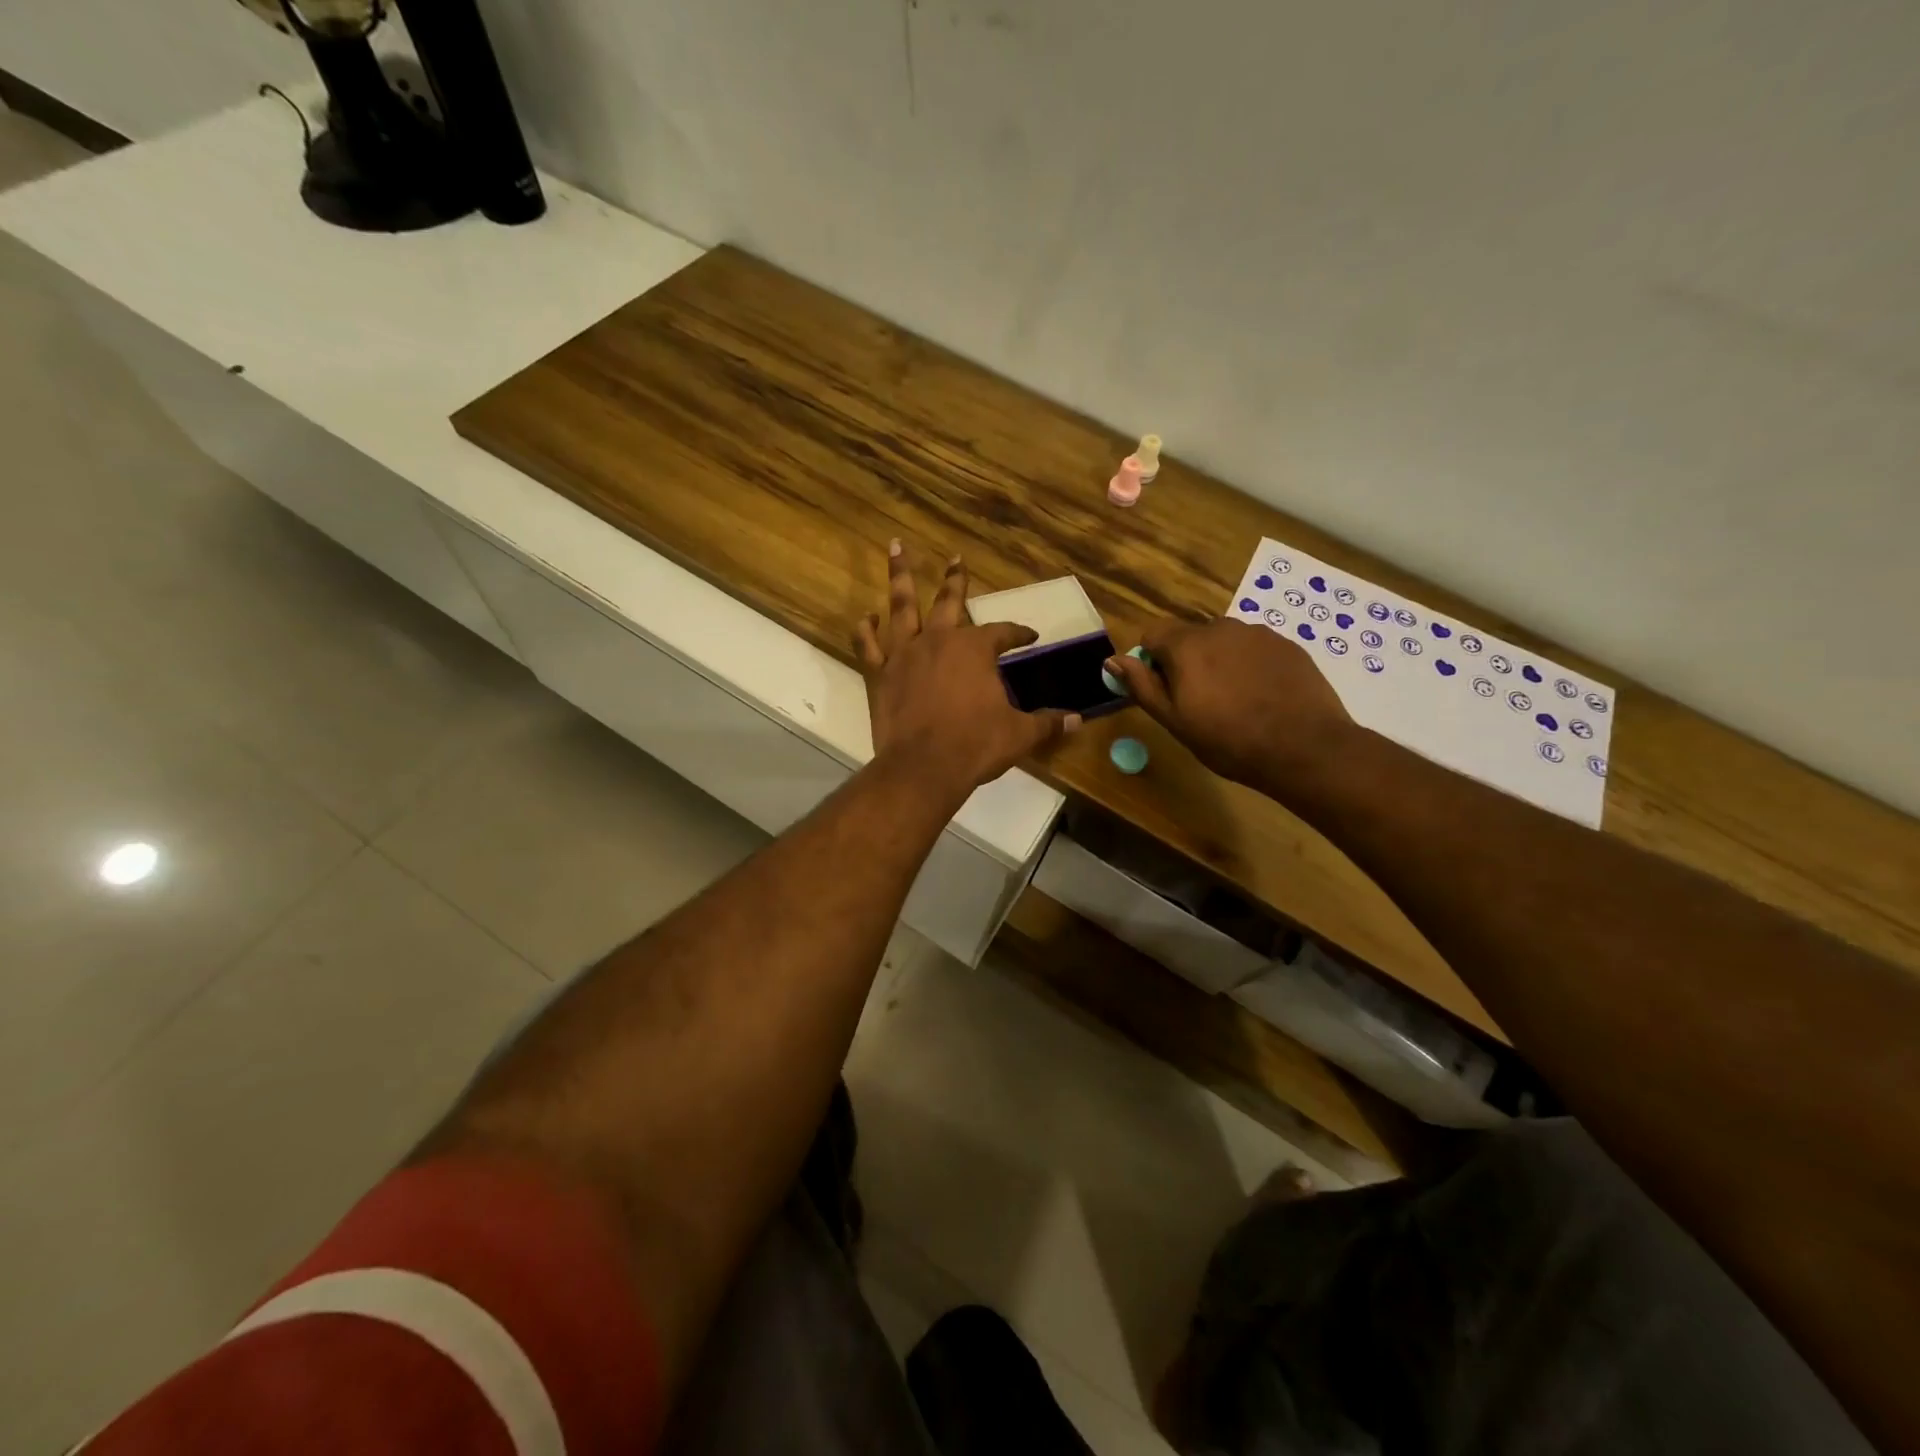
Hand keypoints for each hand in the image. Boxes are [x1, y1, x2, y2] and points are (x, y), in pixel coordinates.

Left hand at [856, 543, 1078, 795]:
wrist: (924, 767)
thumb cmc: (976, 745)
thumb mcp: (1020, 734)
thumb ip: (1048, 722)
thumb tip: (1078, 720)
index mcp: (975, 649)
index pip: (1002, 632)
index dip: (1019, 632)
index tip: (1030, 635)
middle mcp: (939, 640)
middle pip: (949, 601)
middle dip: (956, 579)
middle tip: (956, 558)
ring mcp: (904, 654)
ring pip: (902, 606)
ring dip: (901, 576)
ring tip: (896, 547)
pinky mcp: (879, 674)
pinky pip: (868, 645)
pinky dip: (866, 629)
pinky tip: (867, 617)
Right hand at [1107, 618, 1352, 791]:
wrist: (1304, 747)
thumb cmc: (1228, 739)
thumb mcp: (1174, 720)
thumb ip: (1142, 686)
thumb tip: (1112, 660)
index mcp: (1187, 645)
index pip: (1153, 633)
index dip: (1152, 661)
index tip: (1166, 690)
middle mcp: (1220, 627)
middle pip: (1189, 636)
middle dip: (1187, 661)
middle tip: (1201, 702)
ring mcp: (1258, 633)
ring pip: (1224, 642)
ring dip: (1219, 662)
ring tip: (1236, 701)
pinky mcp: (1287, 644)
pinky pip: (1254, 649)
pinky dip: (1250, 666)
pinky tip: (1263, 697)